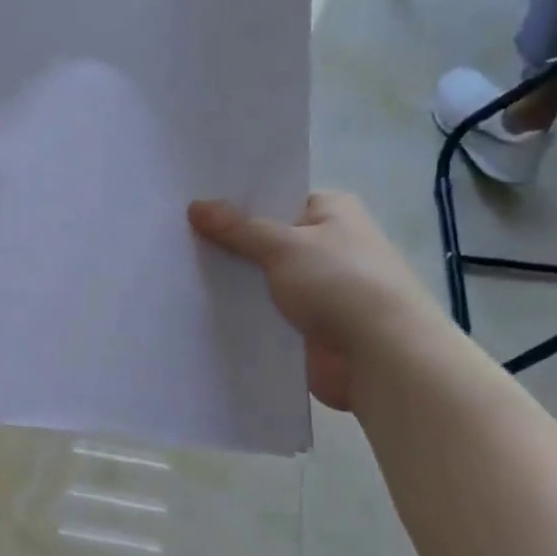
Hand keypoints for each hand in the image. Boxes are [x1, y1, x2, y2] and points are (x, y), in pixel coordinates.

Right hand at [188, 191, 441, 410]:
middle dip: (227, 244)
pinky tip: (199, 310)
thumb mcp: (284, 246)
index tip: (192, 206)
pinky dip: (241, 312)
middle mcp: (326, 245)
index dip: (236, 202)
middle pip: (265, 239)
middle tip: (175, 240)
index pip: (276, 199)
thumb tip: (196, 205)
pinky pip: (265, 312)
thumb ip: (237, 228)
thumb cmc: (340, 283)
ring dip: (232, 281)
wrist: (381, 356)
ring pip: (262, 279)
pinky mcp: (307, 325)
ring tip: (177, 273)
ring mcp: (317, 288)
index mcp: (332, 212)